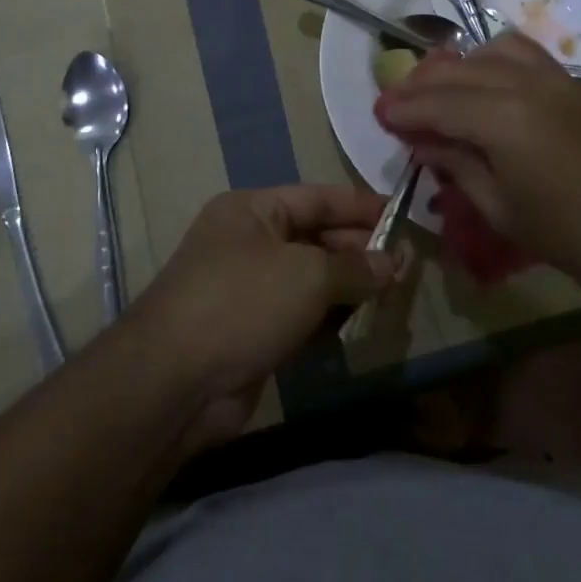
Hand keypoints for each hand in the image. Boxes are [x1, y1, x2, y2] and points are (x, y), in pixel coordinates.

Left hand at [133, 186, 395, 444]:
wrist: (174, 383)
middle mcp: (248, 242)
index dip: (361, 206)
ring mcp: (248, 289)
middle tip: (405, 266)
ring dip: (348, 287)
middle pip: (315, 238)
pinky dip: (328, 317)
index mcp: (252, 210)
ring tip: (392, 294)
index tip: (403, 215)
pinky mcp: (252, 331)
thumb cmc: (242, 303)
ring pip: (310, 279)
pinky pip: (300, 314)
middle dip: (359, 251)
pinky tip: (360, 324)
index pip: (318, 198)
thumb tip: (394, 262)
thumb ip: (355, 267)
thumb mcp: (307, 274)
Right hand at [375, 33, 580, 287]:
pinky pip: (524, 55)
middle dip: (422, 84)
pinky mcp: (577, 83)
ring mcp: (556, 77)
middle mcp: (525, 83)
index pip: (438, 102)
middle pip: (459, 71)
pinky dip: (492, 61)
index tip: (379, 114)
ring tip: (440, 88)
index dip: (404, 109)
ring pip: (491, 51)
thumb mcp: (503, 210)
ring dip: (458, 65)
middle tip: (397, 102)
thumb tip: (425, 143)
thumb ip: (459, 166)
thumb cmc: (576, 236)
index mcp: (502, 117)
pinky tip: (486, 84)